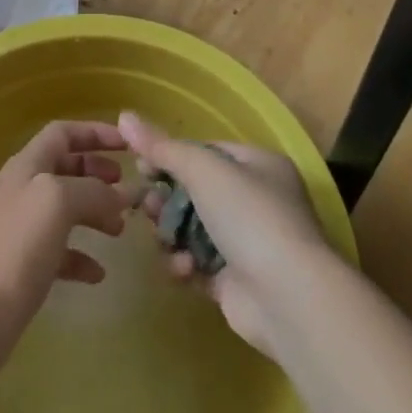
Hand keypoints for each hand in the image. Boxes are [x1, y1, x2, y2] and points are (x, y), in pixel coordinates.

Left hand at [0, 121, 132, 371]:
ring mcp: (23, 229)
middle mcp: (24, 190)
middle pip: (66, 168)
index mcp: (28, 165)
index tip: (127, 144)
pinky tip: (98, 273)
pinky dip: (82, 256)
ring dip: (96, 213)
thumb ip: (94, 190)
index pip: (63, 133)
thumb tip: (123, 194)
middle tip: (126, 187)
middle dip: (98, 173)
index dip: (95, 132)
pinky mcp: (25, 266)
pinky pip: (61, 251)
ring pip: (66, 209)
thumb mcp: (58, 202)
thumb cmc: (16, 245)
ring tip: (120, 229)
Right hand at [120, 111, 332, 355]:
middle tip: (145, 207)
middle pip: (196, 192)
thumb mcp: (203, 170)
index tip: (140, 166)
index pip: (207, 152)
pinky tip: (184, 269)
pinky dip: (186, 265)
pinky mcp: (237, 282)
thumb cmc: (249, 216)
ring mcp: (248, 243)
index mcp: (259, 164)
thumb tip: (124, 116)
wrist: (287, 297)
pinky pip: (199, 265)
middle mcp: (257, 200)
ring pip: (193, 229)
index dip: (171, 157)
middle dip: (168, 200)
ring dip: (173, 234)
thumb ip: (162, 147)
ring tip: (163, 238)